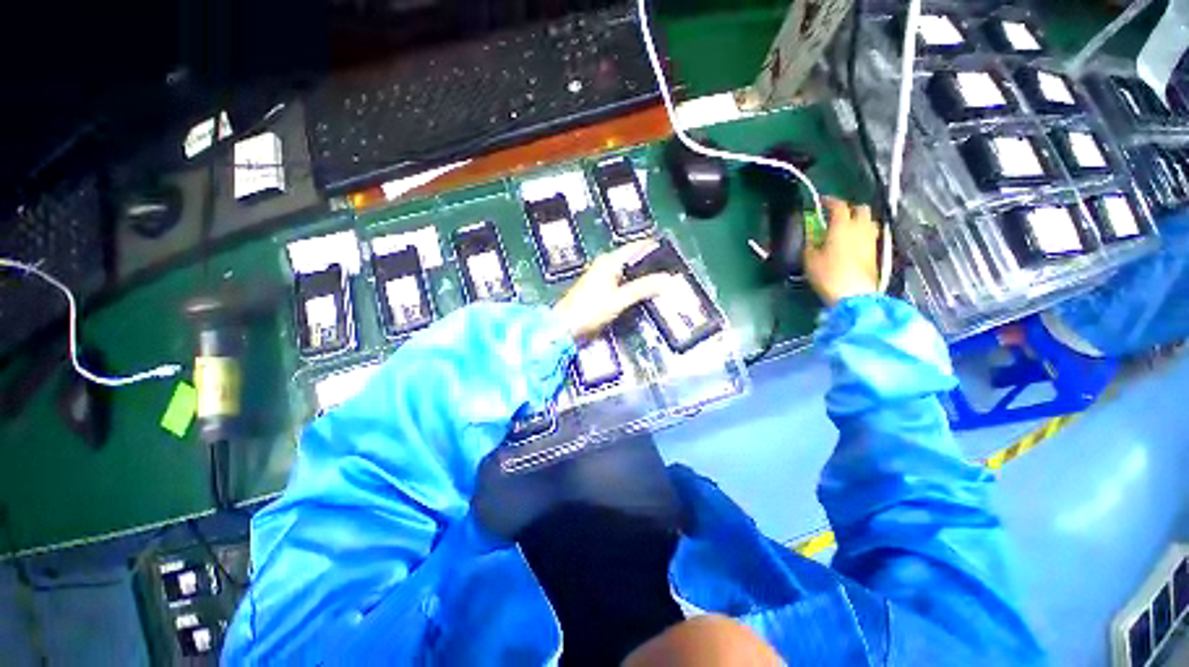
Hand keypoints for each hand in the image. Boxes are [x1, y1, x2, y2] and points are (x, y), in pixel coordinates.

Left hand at [554, 240, 678, 340]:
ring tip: (662, 283)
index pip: (636, 247)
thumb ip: (642, 288)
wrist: (566, 327)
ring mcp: (602, 277)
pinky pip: (622, 283)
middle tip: (671, 272)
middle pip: (633, 260)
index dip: (653, 248)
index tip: (671, 252)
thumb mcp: (619, 299)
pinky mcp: (601, 289)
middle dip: (650, 265)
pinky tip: (644, 294)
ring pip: (628, 273)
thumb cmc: (590, 310)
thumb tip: (667, 279)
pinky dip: (634, 287)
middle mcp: (605, 265)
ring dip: (642, 278)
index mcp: (609, 261)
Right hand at [804, 198, 881, 305]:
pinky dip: (862, 233)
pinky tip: (854, 242)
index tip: (822, 202)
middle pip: (860, 209)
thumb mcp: (809, 259)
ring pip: (869, 221)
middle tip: (836, 215)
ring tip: (847, 228)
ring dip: (859, 220)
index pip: (838, 206)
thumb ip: (810, 243)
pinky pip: (870, 235)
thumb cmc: (827, 274)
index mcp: (842, 226)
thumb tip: (812, 237)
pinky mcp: (875, 252)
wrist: (853, 293)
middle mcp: (860, 228)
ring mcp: (870, 239)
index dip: (830, 201)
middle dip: (849, 208)